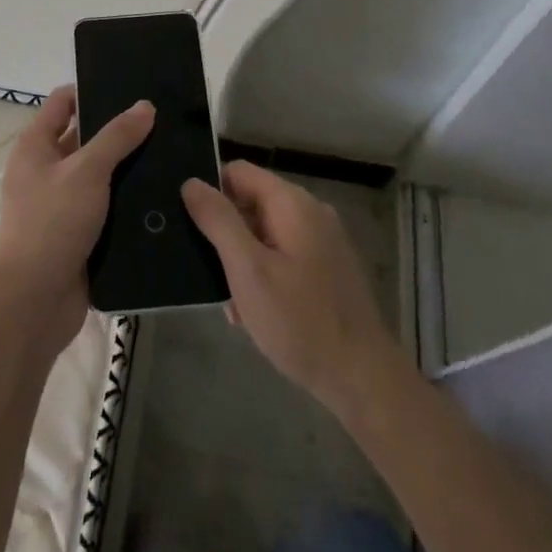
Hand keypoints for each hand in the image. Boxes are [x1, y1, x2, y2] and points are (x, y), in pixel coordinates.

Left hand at [0, 85, 154, 354]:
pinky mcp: (79, 234)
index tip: (132, 87)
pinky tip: (163, 195)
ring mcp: (62, 204)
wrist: (34, 301)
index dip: (92, 90)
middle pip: (85, 138)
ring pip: (100, 176)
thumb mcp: (87, 171)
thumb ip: (117, 137)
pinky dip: (128, 202)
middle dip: (119, 131)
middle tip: (163, 121)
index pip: (63, 102)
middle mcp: (46, 170)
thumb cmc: (52, 223)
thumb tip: (144, 105)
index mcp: (36, 146)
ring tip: (173, 153)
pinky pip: (107, 208)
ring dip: (128, 169)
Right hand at [182, 161, 406, 418]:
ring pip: (263, 234)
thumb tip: (191, 182)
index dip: (210, 191)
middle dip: (225, 234)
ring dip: (241, 261)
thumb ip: (218, 221)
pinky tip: (252, 313)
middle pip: (251, 203)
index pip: (238, 172)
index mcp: (292, 203)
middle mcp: (310, 213)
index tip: (189, 224)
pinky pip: (281, 257)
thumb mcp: (248, 270)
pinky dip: (262, 276)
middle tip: (206, 271)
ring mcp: (321, 242)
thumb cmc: (300, 320)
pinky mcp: (326, 270)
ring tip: (228, 301)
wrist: (362, 379)